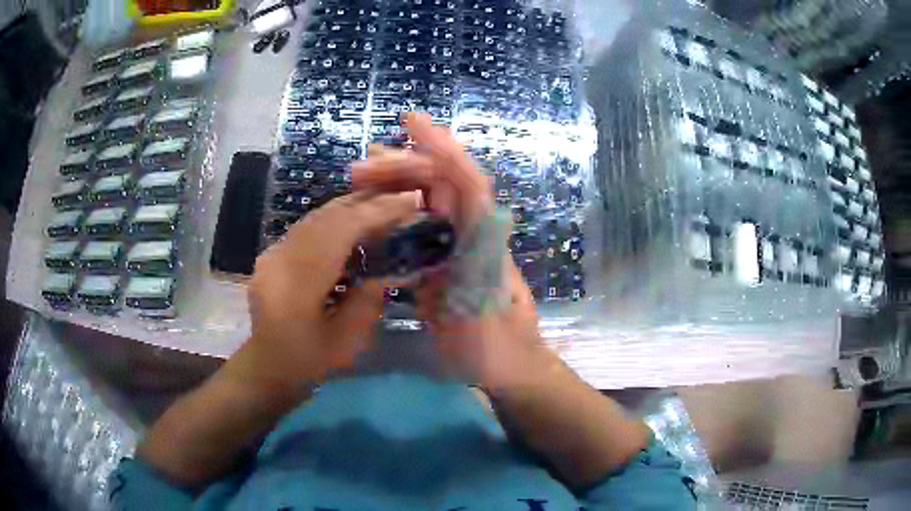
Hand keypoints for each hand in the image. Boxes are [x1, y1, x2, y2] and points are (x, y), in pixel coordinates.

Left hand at [226, 191, 418, 394]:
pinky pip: (308, 226)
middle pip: (326, 216)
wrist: (268, 367)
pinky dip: (335, 219)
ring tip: (383, 204)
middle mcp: (279, 260)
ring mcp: (272, 254)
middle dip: (367, 202)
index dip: (376, 213)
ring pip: (315, 216)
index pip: (338, 232)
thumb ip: (369, 297)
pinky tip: (354, 222)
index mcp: (297, 285)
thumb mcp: (348, 339)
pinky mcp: (272, 254)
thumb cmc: (309, 362)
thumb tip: (390, 263)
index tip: (408, 202)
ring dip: (351, 207)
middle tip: (401, 197)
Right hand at [353, 113, 552, 389]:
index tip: (411, 122)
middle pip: (441, 185)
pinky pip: (418, 228)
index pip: (467, 182)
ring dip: (395, 185)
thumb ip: (477, 278)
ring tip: (358, 179)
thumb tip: (460, 238)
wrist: (507, 368)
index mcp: (484, 242)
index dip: (443, 148)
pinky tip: (370, 215)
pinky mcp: (442, 264)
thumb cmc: (499, 349)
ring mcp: (456, 248)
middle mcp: (471, 234)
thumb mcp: (486, 321)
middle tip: (358, 169)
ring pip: (427, 203)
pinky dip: (394, 215)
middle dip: (402, 167)